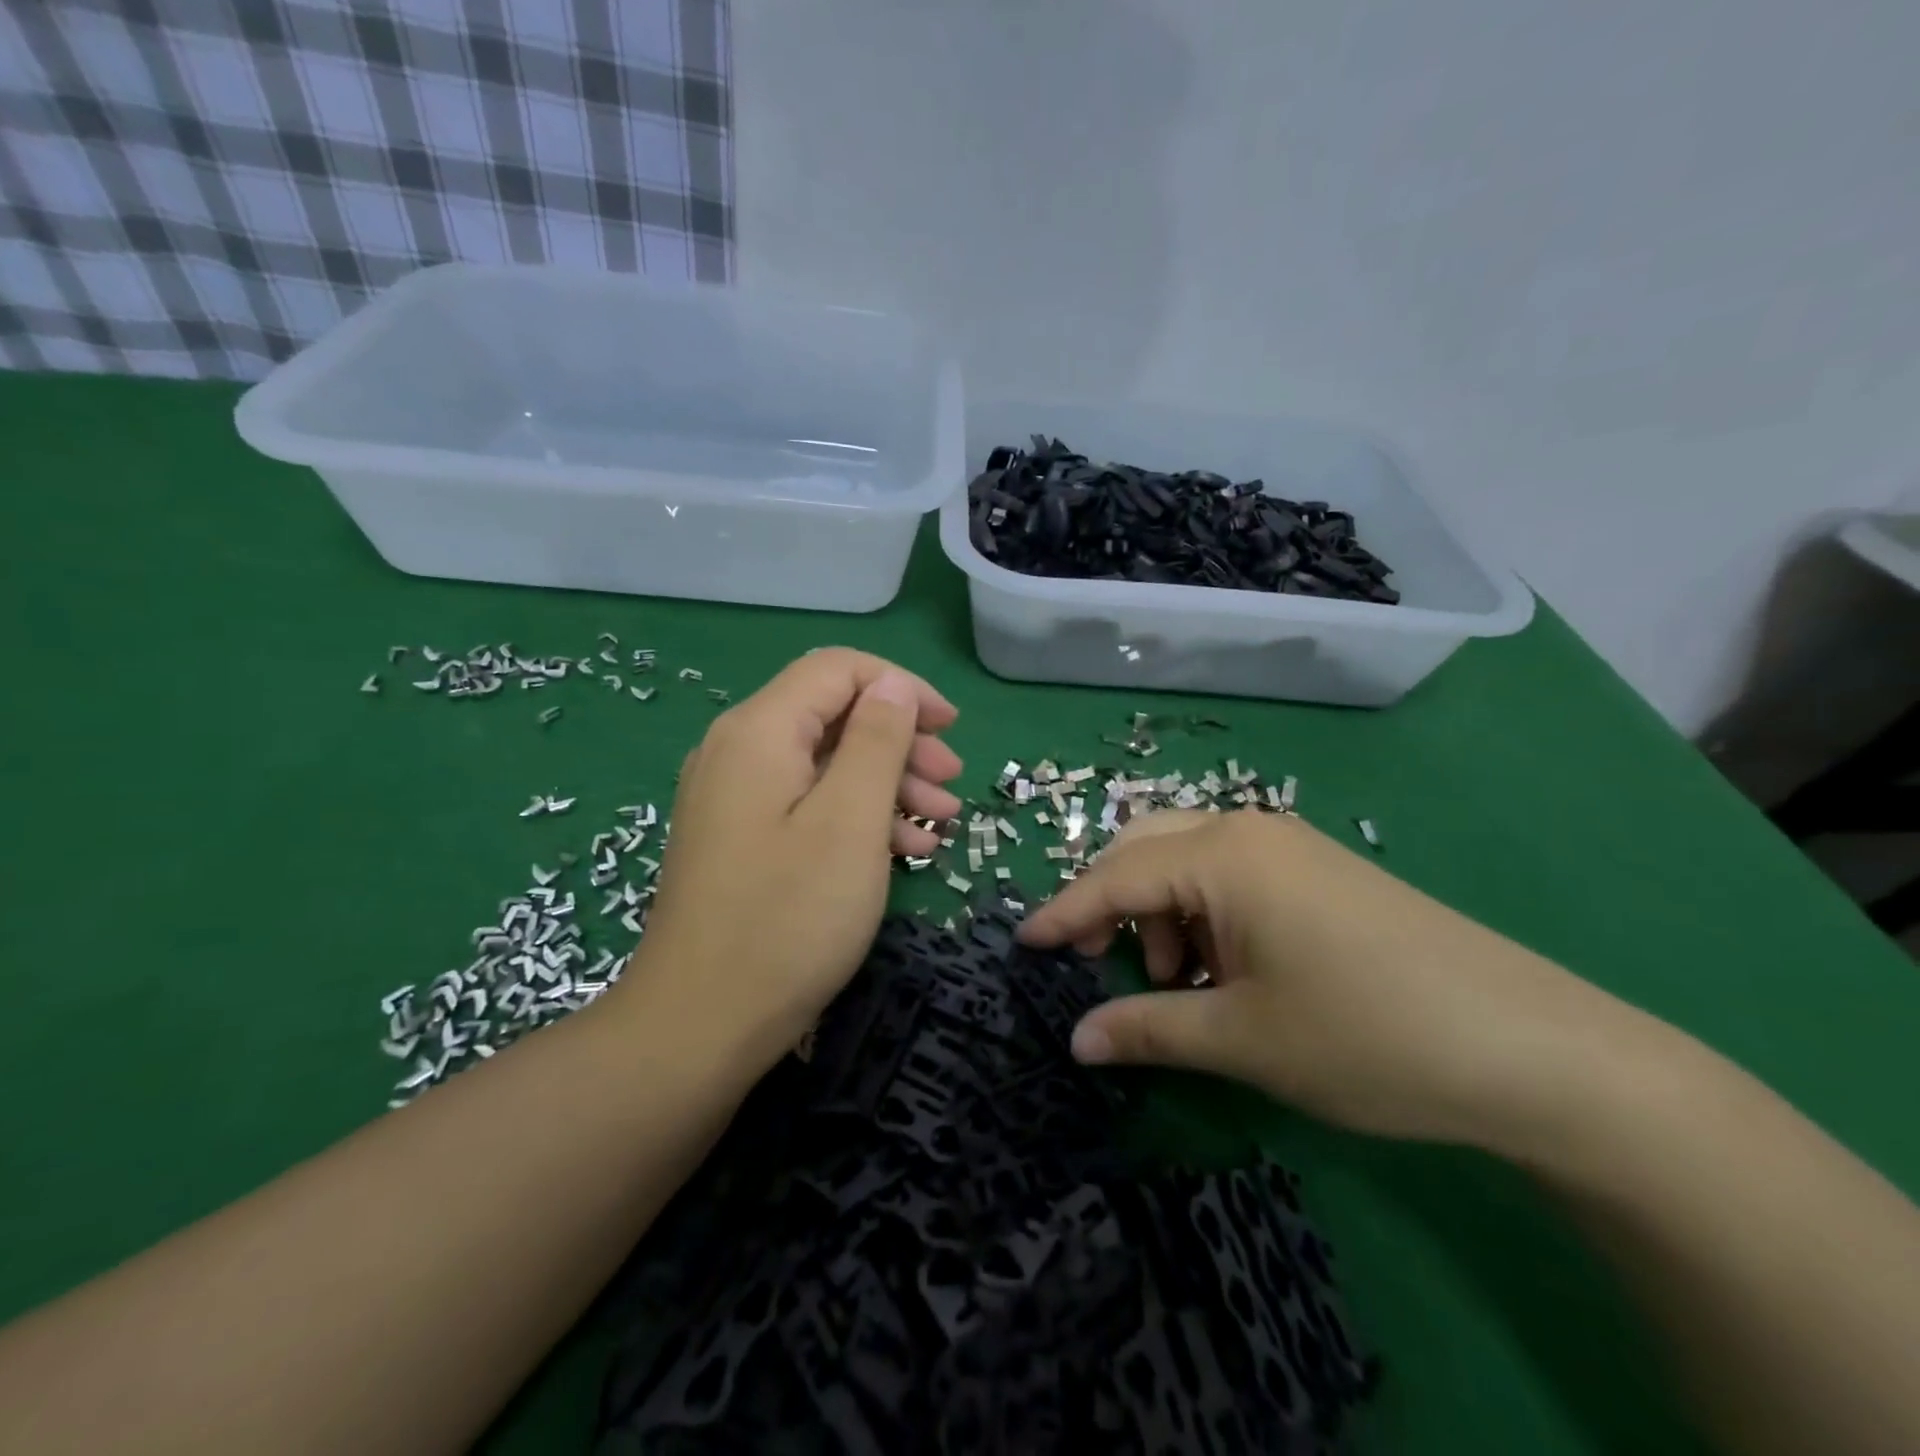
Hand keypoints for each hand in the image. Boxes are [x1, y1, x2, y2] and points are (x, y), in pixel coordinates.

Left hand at [621, 648, 961, 1066]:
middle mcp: (739, 750)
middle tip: (952, 783)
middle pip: (834, 716)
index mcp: (760, 731)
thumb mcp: (850, 821)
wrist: (699, 1025)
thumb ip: (876, 740)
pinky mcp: (741, 838)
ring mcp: (735, 797)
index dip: (902, 687)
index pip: (838, 669)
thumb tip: (892, 684)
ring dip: (888, 784)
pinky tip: (904, 850)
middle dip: (901, 741)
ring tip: (942, 822)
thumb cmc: (788, 918)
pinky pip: (807, 804)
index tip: (950, 729)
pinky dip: (857, 816)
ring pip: (826, 763)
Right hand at [1018, 809, 1630, 1147]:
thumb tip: (1075, 1040)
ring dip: (1162, 914)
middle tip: (1102, 966)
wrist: (1536, 1049)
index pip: (1114, 876)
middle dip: (1112, 904)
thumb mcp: (1242, 1038)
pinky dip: (1205, 915)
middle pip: (1145, 849)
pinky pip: (1232, 876)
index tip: (1021, 944)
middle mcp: (1249, 830)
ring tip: (1182, 986)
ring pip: (1188, 860)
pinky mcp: (1320, 871)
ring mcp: (1290, 847)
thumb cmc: (1367, 1035)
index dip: (1063, 914)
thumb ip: (1147, 1029)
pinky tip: (1228, 970)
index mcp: (1222, 854)